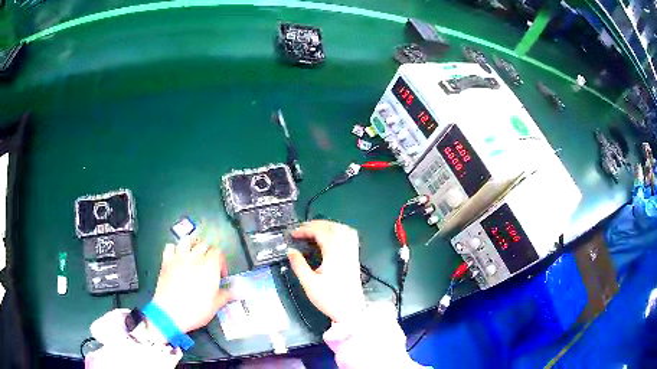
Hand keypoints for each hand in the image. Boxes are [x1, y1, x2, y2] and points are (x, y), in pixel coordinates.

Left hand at [151, 237, 230, 333]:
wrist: (171, 313)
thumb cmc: (195, 310)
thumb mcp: (215, 306)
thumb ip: (225, 295)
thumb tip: (231, 292)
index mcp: (210, 267)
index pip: (218, 253)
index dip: (221, 261)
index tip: (221, 273)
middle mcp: (195, 258)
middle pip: (204, 244)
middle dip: (208, 252)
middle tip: (209, 264)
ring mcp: (179, 258)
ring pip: (187, 240)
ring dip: (192, 245)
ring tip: (193, 254)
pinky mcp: (166, 261)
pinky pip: (170, 247)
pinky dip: (174, 249)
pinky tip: (176, 257)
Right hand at [288, 220, 364, 322]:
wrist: (350, 311)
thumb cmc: (329, 299)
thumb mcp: (309, 283)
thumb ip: (299, 265)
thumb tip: (290, 251)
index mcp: (334, 254)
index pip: (321, 233)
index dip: (306, 230)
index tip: (294, 234)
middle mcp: (345, 250)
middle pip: (334, 227)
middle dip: (317, 224)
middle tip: (302, 229)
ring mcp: (352, 254)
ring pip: (344, 230)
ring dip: (329, 226)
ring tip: (315, 230)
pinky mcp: (355, 259)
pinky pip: (351, 237)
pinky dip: (340, 231)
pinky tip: (332, 238)